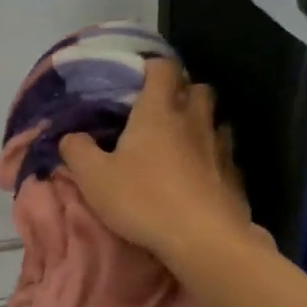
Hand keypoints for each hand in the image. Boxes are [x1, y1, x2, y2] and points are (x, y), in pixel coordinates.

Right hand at [59, 58, 252, 264]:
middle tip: (161, 109)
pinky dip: (213, 155)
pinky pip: (225, 153)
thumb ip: (77, 151)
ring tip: (181, 140)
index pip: (164, 68)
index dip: (152, 67)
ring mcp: (220, 146)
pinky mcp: (235, 175)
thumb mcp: (94, 178)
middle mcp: (194, 119)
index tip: (138, 77)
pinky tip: (200, 173)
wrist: (203, 239)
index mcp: (159, 111)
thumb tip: (70, 136)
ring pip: (215, 119)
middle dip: (182, 91)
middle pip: (198, 88)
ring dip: (200, 122)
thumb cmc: (143, 200)